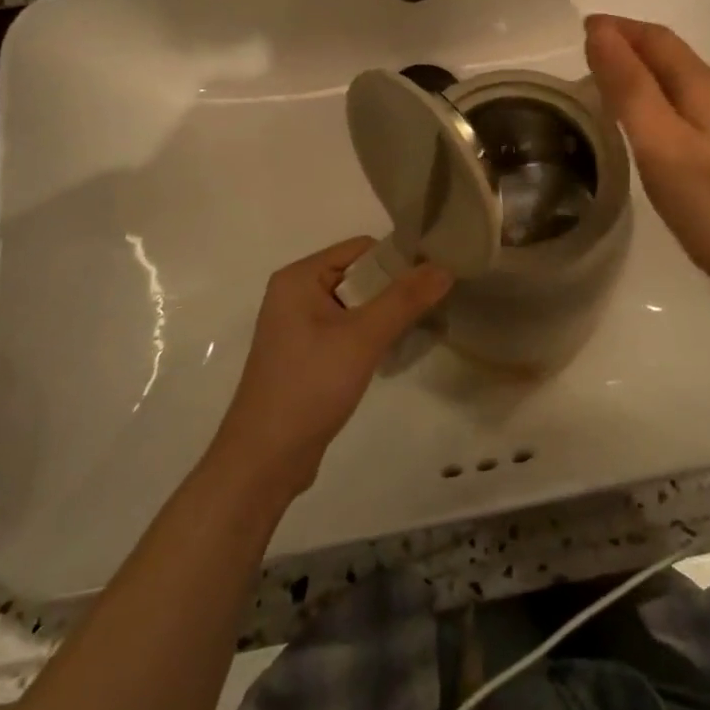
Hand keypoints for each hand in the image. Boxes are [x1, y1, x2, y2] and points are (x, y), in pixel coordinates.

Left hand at [207, 238, 451, 498]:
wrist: (265, 460)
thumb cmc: (310, 386)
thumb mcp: (363, 337)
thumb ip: (405, 299)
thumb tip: (444, 267)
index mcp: (299, 277)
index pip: (361, 249)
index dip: (399, 260)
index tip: (435, 279)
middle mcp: (295, 294)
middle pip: (359, 275)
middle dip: (395, 290)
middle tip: (434, 306)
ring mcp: (298, 326)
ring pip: (356, 305)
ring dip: (386, 315)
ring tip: (421, 329)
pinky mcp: (306, 354)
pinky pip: (347, 329)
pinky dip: (371, 336)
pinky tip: (393, 353)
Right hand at [584, 15, 709, 327]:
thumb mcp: (664, 145)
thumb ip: (630, 89)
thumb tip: (600, 32)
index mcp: (702, 88)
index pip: (656, 39)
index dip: (618, 29)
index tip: (577, 29)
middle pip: (669, 58)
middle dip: (627, 48)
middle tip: (580, 58)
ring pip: (675, 88)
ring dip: (638, 78)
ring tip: (599, 89)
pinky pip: (680, 118)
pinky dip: (651, 109)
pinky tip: (638, 135)